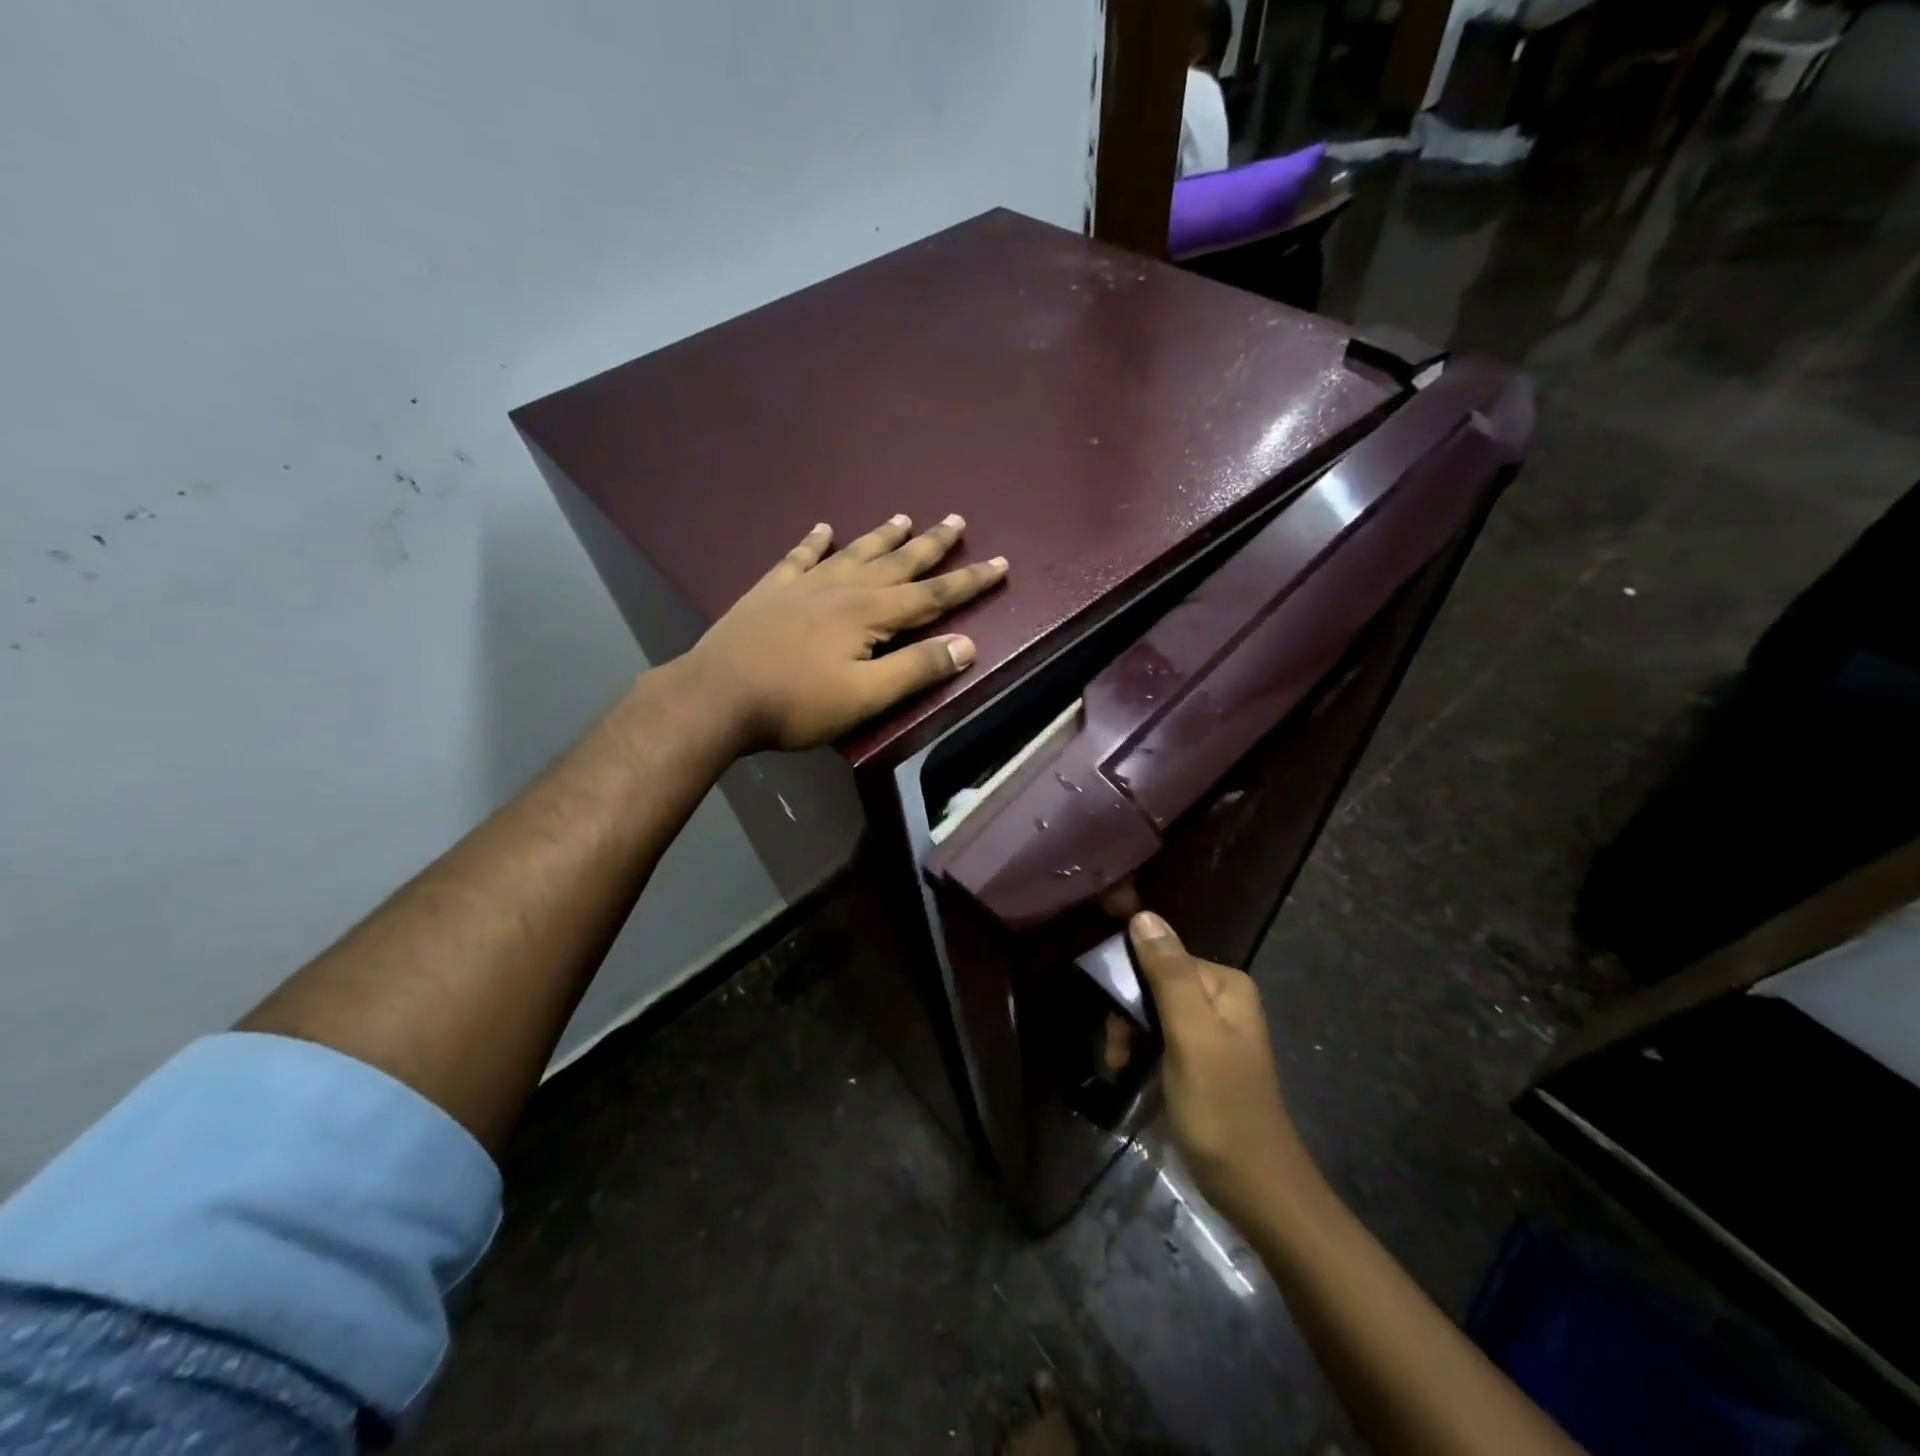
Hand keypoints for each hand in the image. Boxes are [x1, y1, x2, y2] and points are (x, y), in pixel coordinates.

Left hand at [681, 513, 1007, 752]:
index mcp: (869, 614)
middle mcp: (842, 588)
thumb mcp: (865, 696)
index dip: (968, 581)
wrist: (717, 696)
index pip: (932, 595)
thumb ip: (916, 669)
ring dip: (882, 536)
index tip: (1000, 563)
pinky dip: (814, 542)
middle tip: (957, 519)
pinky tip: (822, 528)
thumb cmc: (796, 703)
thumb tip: (967, 645)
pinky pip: (799, 556)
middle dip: (932, 544)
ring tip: (904, 517)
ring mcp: (803, 584)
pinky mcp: (770, 590)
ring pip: (854, 552)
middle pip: (897, 562)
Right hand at [1130, 911, 1316, 1229]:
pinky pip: (1160, 1035)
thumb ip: (1169, 974)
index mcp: (1224, 984)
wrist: (1256, 1190)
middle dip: (1127, 1012)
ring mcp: (1211, 1029)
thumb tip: (1143, 914)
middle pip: (1155, 981)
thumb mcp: (1191, 1036)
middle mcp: (1220, 997)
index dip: (1129, 980)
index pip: (1161, 956)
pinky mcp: (1201, 1057)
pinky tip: (1128, 1070)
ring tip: (1118, 1064)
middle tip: (1116, 1050)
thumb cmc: (1221, 1109)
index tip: (1112, 1017)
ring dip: (1129, 1033)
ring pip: (1152, 1009)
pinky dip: (1140, 1050)